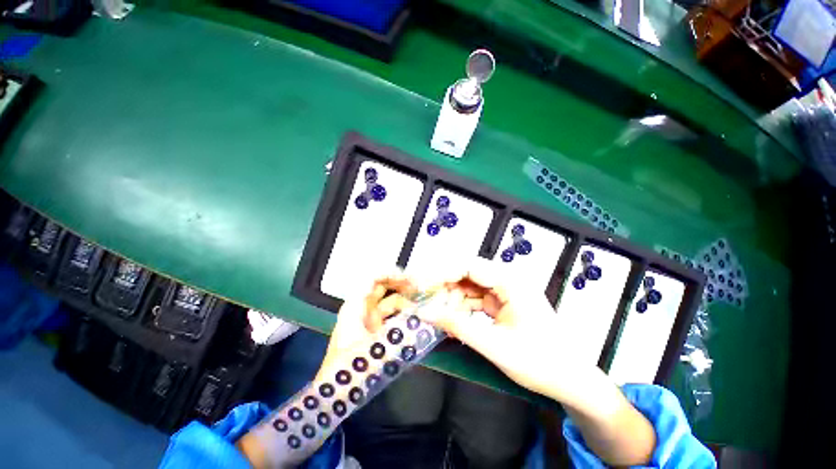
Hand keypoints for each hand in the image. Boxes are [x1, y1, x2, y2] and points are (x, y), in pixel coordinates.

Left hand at [315, 272, 418, 381]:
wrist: (335, 393)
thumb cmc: (350, 369)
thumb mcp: (377, 350)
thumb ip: (401, 334)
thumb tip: (423, 319)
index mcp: (356, 307)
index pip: (373, 280)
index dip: (391, 275)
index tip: (410, 279)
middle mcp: (362, 309)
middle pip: (383, 287)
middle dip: (401, 285)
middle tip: (421, 290)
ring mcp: (369, 320)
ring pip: (389, 302)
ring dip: (405, 301)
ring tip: (423, 306)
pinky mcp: (376, 331)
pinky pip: (392, 316)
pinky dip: (403, 315)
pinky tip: (416, 320)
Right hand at [419, 258, 598, 405]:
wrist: (572, 381)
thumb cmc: (540, 363)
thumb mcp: (494, 346)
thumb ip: (457, 326)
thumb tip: (424, 312)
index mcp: (510, 282)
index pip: (468, 266)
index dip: (442, 272)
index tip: (420, 284)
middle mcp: (507, 280)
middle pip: (467, 274)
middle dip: (443, 285)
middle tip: (422, 298)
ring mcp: (505, 291)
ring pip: (469, 287)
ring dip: (451, 298)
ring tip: (434, 311)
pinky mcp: (503, 303)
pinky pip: (475, 299)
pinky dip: (461, 307)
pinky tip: (450, 318)